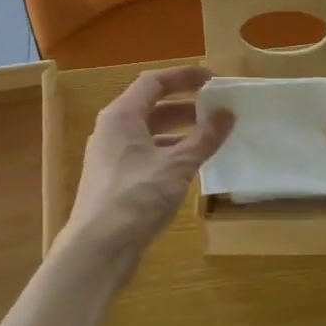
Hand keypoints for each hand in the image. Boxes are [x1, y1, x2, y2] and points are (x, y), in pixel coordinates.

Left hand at [65, 65, 233, 257]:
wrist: (99, 248)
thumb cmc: (136, 197)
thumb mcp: (177, 165)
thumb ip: (204, 138)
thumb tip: (227, 114)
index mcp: (121, 116)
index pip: (153, 82)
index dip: (183, 77)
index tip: (212, 78)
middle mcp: (112, 131)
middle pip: (150, 107)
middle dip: (185, 107)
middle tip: (216, 110)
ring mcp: (111, 157)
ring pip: (149, 134)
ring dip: (179, 133)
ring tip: (210, 138)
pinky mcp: (115, 181)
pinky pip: (146, 156)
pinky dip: (169, 154)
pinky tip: (190, 167)